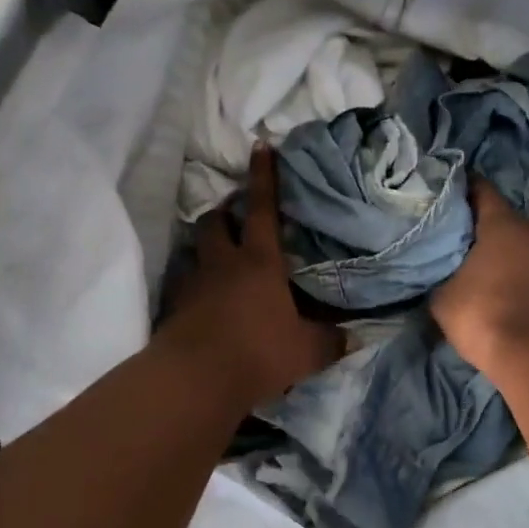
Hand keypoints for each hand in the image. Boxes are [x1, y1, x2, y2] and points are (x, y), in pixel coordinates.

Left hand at [160, 146, 342, 406]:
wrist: (196, 380)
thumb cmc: (258, 353)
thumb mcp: (306, 351)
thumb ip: (330, 341)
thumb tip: (353, 338)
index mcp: (259, 261)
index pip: (261, 208)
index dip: (264, 176)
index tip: (261, 147)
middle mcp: (223, 263)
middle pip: (215, 220)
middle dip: (223, 212)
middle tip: (235, 219)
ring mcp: (194, 283)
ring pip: (196, 249)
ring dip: (207, 248)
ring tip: (220, 260)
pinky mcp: (175, 307)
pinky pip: (184, 284)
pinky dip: (195, 285)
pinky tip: (205, 302)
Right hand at [432, 179, 528, 375]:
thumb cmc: (482, 312)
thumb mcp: (444, 298)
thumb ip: (444, 279)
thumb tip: (444, 277)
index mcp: (504, 228)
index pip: (487, 193)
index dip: (473, 186)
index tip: (462, 184)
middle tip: (517, 216)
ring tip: (507, 260)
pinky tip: (515, 289)